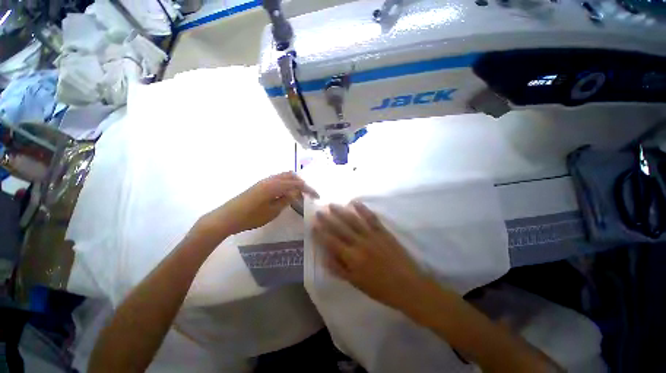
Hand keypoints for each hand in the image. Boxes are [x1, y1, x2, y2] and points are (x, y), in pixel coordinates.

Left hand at [197, 172, 317, 239]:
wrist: (227, 217)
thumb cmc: (250, 217)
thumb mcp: (272, 211)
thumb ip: (286, 200)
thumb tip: (296, 193)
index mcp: (275, 186)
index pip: (297, 184)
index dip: (309, 189)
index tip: (317, 196)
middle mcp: (271, 179)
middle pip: (292, 176)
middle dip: (302, 183)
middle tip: (309, 194)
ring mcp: (264, 181)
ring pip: (284, 176)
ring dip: (294, 182)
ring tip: (300, 193)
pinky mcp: (260, 184)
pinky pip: (278, 179)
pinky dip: (286, 183)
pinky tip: (287, 192)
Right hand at [312, 201, 429, 310]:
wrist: (408, 285)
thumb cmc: (380, 288)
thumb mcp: (356, 283)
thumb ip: (339, 269)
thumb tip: (324, 258)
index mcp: (352, 258)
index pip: (331, 242)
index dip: (321, 233)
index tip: (313, 225)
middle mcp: (359, 243)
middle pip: (340, 228)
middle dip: (327, 219)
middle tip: (319, 211)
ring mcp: (372, 235)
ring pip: (353, 220)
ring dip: (341, 212)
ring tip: (332, 205)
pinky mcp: (383, 231)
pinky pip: (371, 218)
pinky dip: (363, 209)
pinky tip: (355, 202)